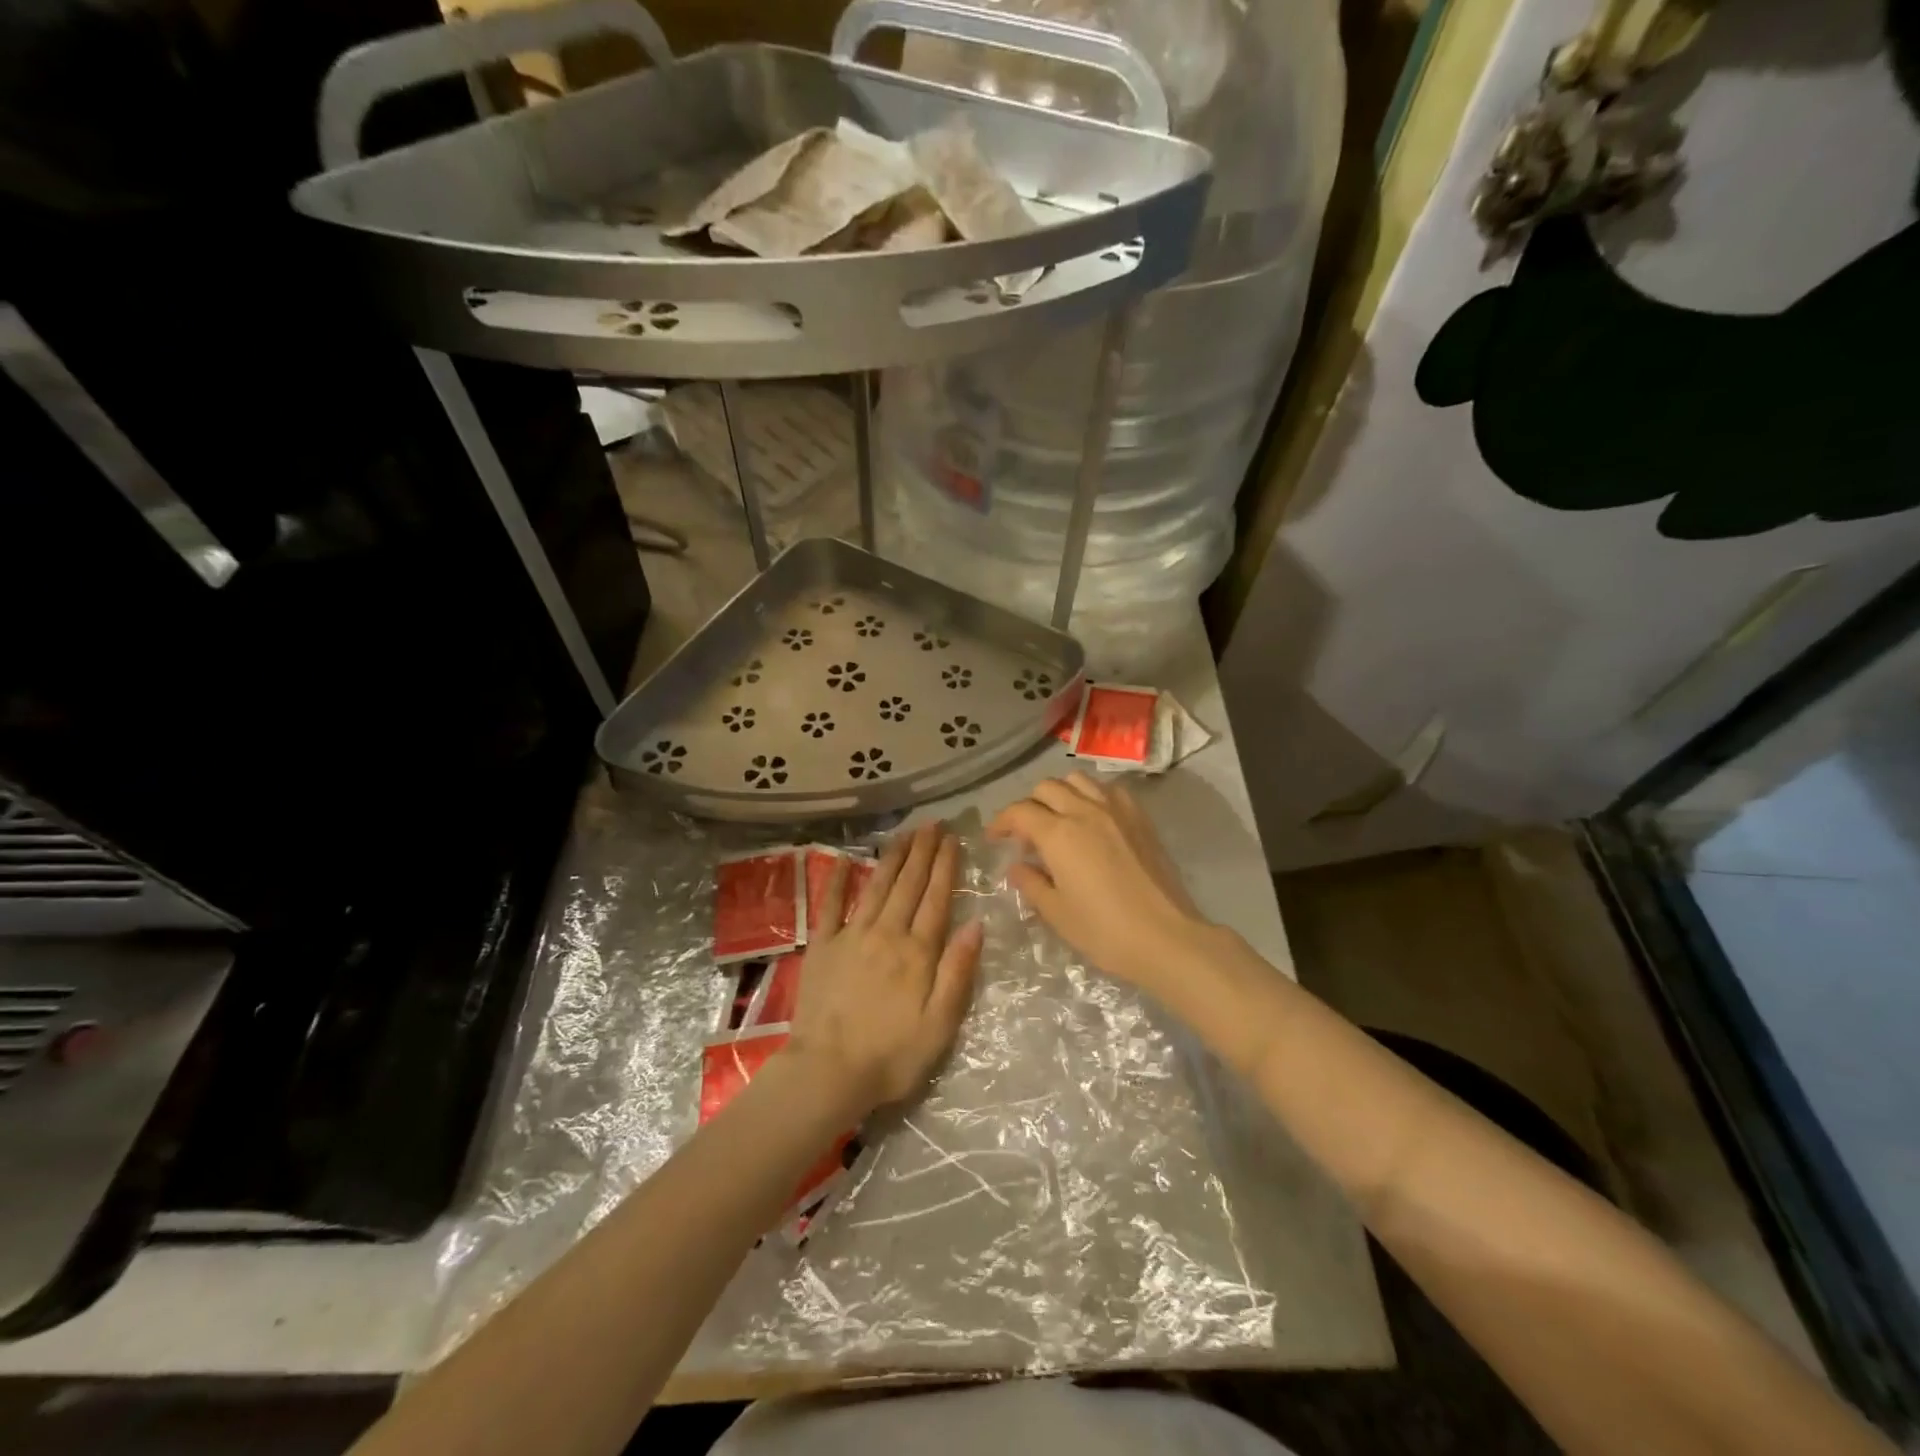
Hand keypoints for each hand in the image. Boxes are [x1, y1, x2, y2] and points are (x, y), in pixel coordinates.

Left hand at [785, 823, 982, 1116]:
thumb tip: (977, 924)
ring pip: (877, 886)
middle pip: (908, 884)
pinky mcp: (822, 946)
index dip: (946, 866)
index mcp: (917, 951)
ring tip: (905, 833)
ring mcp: (851, 935)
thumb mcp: (940, 1024)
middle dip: (923, 851)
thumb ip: (958, 971)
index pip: (937, 898)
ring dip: (892, 856)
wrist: (828, 1072)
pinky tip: (847, 859)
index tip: (953, 839)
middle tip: (933, 823)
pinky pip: (831, 905)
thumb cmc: (892, 1055)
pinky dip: (839, 880)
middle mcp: (887, 933)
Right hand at [988, 774, 1205, 989]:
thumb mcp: (1057, 913)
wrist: (1166, 937)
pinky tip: (1094, 819)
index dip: (1001, 822)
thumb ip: (1032, 884)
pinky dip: (1092, 795)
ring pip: (1078, 780)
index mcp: (1059, 834)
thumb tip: (1018, 867)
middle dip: (1029, 805)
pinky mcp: (1140, 818)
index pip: (1019, 812)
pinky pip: (1109, 790)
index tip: (994, 838)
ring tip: (1059, 819)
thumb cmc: (1105, 931)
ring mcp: (1116, 810)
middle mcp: (1085, 811)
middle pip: (1046, 788)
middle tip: (1026, 834)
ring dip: (1060, 794)